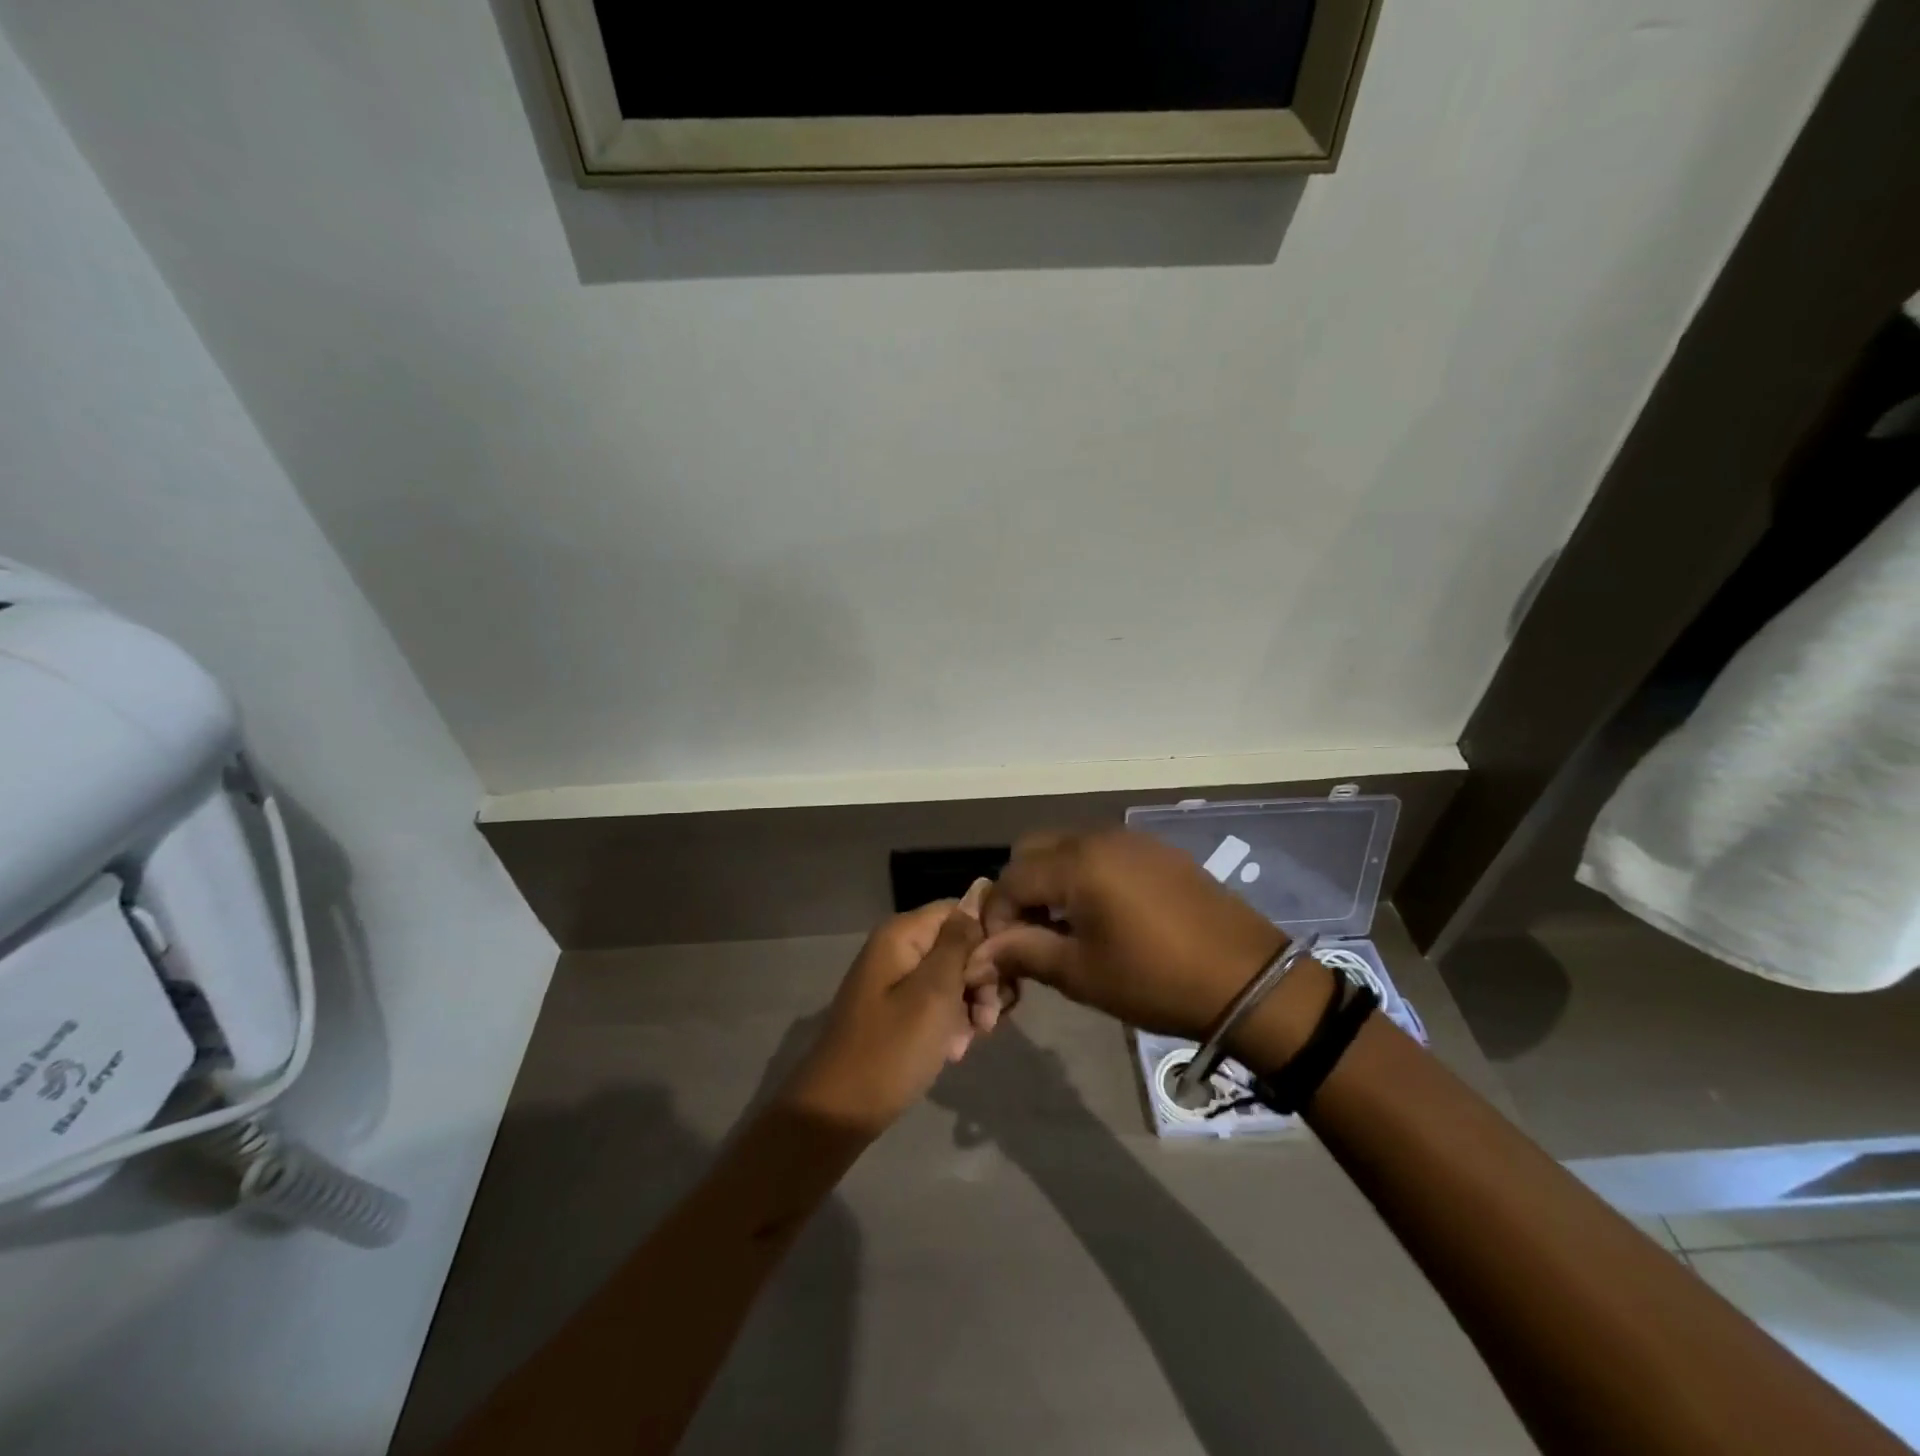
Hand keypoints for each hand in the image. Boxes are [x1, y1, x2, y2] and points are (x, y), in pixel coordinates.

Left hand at [782, 883, 991, 1138]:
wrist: (839, 1112)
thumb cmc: (891, 1049)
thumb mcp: (934, 993)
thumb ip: (959, 943)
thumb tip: (979, 894)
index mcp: (902, 934)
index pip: (960, 910)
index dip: (987, 936)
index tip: (1005, 973)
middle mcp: (899, 948)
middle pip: (959, 945)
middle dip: (981, 979)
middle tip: (988, 1019)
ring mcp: (897, 980)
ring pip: (953, 976)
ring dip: (971, 1005)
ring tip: (973, 1039)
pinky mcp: (899, 1010)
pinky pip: (938, 1002)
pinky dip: (953, 1022)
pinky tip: (955, 1050)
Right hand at [975, 830, 1288, 1040]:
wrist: (1248, 979)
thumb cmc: (1156, 980)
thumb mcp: (1082, 973)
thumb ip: (1023, 953)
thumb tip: (979, 953)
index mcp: (1077, 863)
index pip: (1011, 879)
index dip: (998, 917)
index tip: (1004, 955)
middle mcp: (1099, 837)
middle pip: (1034, 851)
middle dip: (1021, 891)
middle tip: (1032, 936)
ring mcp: (1131, 839)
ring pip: (1067, 847)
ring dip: (1052, 881)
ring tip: (1066, 928)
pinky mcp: (1157, 851)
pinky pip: (1101, 852)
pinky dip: (1085, 876)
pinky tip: (1103, 915)